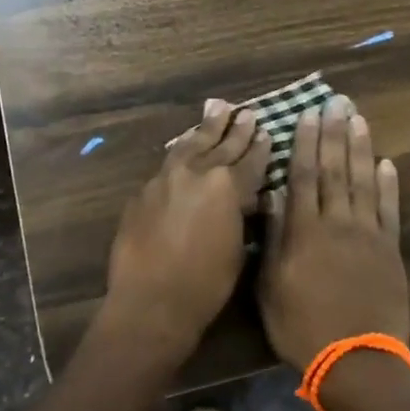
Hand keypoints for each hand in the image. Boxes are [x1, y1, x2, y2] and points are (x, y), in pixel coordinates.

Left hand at [102, 101, 270, 362]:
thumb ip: (240, 215)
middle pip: (220, 145)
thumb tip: (243, 198)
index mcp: (227, 187)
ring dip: (205, 128)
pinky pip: (167, 163)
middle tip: (245, 112)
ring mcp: (166, 179)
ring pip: (190, 144)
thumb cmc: (206, 285)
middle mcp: (197, 173)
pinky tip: (185, 145)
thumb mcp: (237, 249)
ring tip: (216, 108)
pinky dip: (181, 150)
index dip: (260, 147)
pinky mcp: (143, 191)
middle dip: (235, 129)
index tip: (266, 131)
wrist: (151, 302)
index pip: (250, 161)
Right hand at [258, 95, 408, 371]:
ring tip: (359, 118)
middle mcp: (337, 223)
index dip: (305, 142)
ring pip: (364, 181)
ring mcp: (368, 235)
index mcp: (304, 231)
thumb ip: (274, 238)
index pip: (303, 175)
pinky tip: (388, 163)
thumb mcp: (271, 287)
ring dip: (361, 148)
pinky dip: (389, 185)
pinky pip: (390, 210)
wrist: (356, 362)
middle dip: (334, 133)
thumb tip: (275, 195)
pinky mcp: (390, 250)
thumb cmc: (302, 328)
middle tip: (337, 101)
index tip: (308, 114)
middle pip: (335, 169)